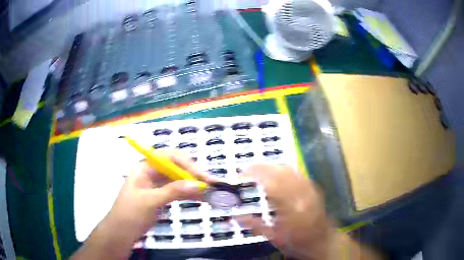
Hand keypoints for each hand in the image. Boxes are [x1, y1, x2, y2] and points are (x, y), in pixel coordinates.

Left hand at [71, 150, 214, 259]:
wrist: (121, 232)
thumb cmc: (130, 213)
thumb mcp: (149, 201)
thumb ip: (172, 191)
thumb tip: (197, 184)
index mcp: (145, 167)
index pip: (169, 158)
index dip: (187, 164)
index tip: (202, 176)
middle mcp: (152, 173)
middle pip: (176, 167)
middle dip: (193, 174)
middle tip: (210, 183)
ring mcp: (157, 185)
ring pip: (179, 180)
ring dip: (194, 184)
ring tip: (210, 191)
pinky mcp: (161, 196)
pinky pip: (178, 191)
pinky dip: (189, 194)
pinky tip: (201, 197)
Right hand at [238, 164, 332, 259]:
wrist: (321, 242)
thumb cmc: (297, 242)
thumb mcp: (274, 237)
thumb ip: (255, 225)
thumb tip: (236, 217)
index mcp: (289, 207)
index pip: (270, 183)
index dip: (255, 174)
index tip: (242, 175)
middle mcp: (300, 194)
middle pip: (280, 171)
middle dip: (262, 167)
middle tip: (248, 170)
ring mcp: (309, 190)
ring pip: (290, 169)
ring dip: (273, 167)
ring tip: (260, 171)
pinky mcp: (313, 189)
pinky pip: (298, 173)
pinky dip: (285, 170)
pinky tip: (278, 175)